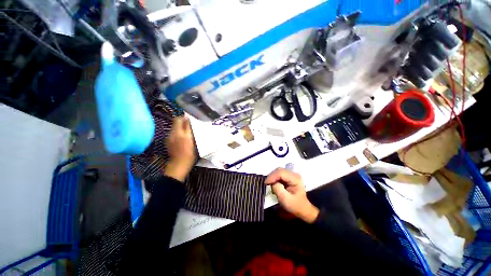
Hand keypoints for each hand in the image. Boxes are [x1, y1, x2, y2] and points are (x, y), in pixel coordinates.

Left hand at [164, 116, 195, 181]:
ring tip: (185, 130)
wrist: (179, 163)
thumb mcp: (193, 142)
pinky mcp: (167, 140)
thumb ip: (190, 130)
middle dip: (182, 120)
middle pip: (176, 121)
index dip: (186, 118)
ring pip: (174, 126)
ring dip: (179, 126)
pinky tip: (180, 137)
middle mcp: (175, 133)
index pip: (182, 120)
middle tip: (188, 123)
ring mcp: (170, 136)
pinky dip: (177, 131)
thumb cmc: (190, 154)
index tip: (191, 118)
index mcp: (183, 134)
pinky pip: (172, 132)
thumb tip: (189, 120)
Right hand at [265, 168, 318, 222]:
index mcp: (295, 178)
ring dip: (272, 177)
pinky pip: (279, 174)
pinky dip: (275, 178)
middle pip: (279, 170)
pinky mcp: (289, 176)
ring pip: (278, 171)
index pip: (281, 172)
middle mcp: (294, 174)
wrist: (302, 209)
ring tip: (269, 184)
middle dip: (271, 176)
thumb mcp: (285, 200)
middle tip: (266, 184)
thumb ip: (278, 189)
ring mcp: (292, 175)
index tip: (266, 183)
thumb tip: (272, 183)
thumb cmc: (295, 205)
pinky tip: (273, 183)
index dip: (272, 176)